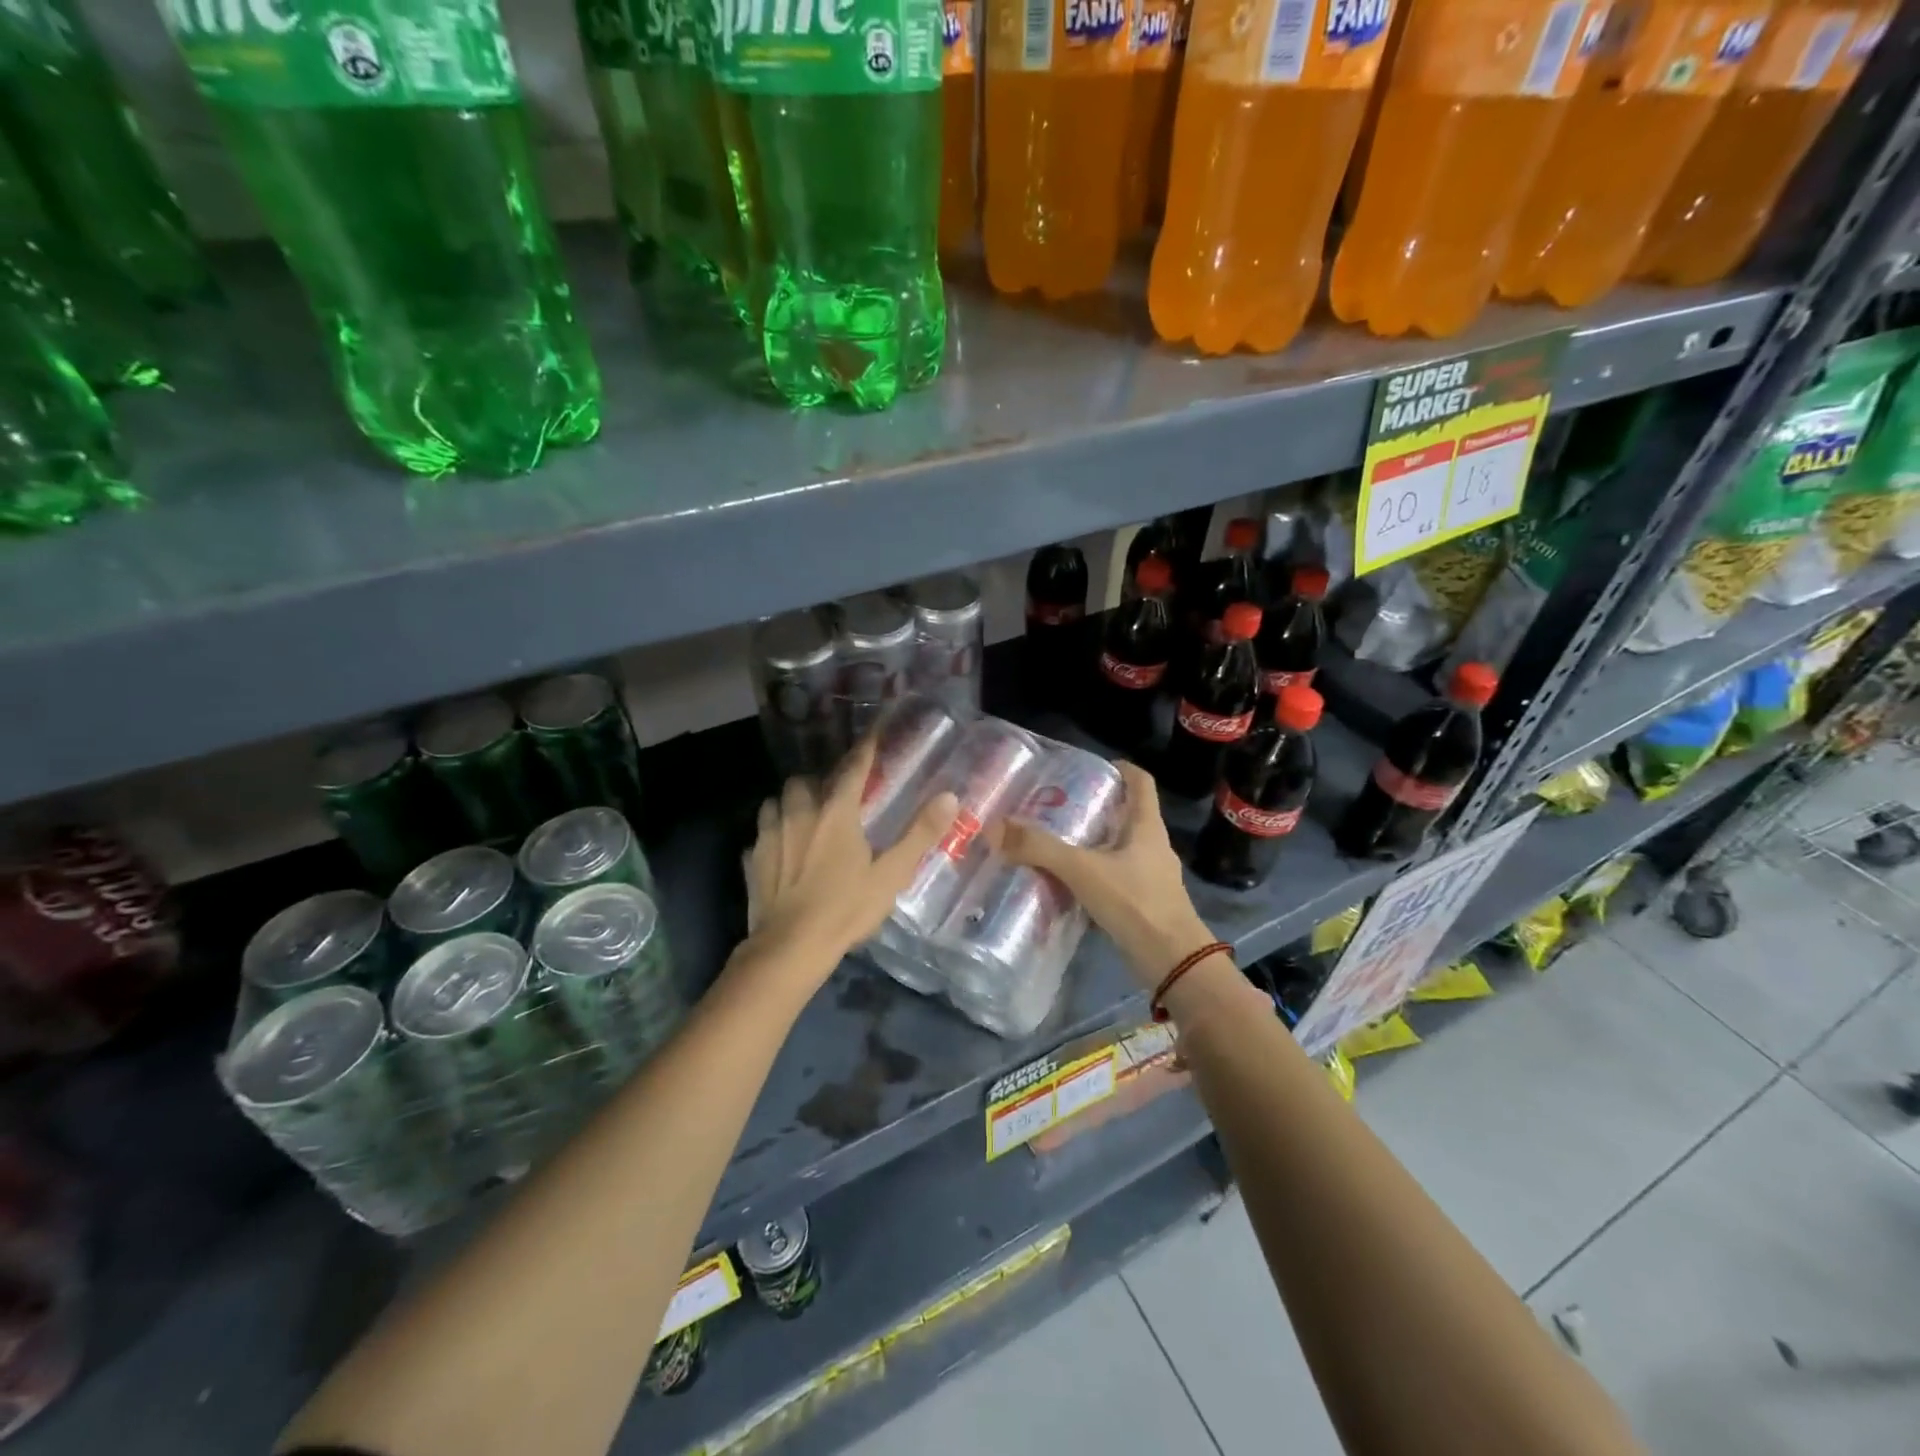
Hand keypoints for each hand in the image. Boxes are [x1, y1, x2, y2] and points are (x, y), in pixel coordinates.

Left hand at [736, 735, 957, 995]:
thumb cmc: (846, 909)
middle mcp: (799, 813)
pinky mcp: (752, 859)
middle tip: (834, 797)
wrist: (790, 947)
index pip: (852, 769)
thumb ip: (920, 833)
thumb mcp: (892, 874)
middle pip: (805, 780)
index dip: (864, 750)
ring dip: (790, 804)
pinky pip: (761, 834)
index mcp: (836, 813)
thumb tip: (950, 796)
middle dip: (818, 782)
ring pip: (776, 801)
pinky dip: (772, 835)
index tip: (873, 735)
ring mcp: (770, 835)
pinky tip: (781, 852)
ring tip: (804, 818)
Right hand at [992, 761, 1215, 987]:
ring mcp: (1151, 876)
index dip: (1120, 769)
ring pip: (1119, 848)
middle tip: (1057, 807)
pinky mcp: (1145, 902)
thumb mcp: (1082, 870)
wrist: (1173, 962)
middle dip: (1095, 808)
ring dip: (1092, 843)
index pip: (1141, 782)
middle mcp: (1153, 845)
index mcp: (1146, 826)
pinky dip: (1094, 874)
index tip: (1089, 768)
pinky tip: (1068, 884)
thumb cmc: (1135, 902)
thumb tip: (995, 828)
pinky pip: (1116, 877)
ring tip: (1056, 843)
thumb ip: (1040, 848)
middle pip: (1127, 814)